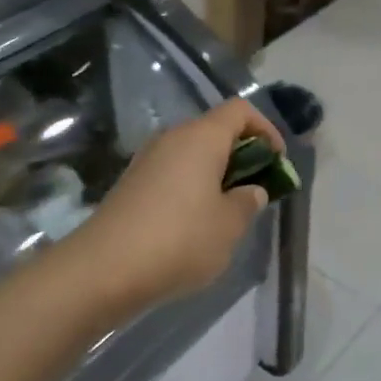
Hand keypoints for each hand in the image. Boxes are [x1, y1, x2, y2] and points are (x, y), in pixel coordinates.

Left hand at [68, 99, 283, 317]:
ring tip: (228, 211)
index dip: (266, 129)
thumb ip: (248, 202)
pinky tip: (195, 224)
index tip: (277, 162)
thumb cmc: (179, 240)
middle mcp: (172, 137)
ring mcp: (147, 159)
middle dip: (242, 154)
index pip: (241, 110)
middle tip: (256, 189)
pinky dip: (192, 186)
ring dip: (216, 173)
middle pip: (215, 130)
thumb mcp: (229, 226)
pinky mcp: (132, 183)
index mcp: (201, 137)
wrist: (102, 269)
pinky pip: (173, 172)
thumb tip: (250, 191)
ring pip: (193, 153)